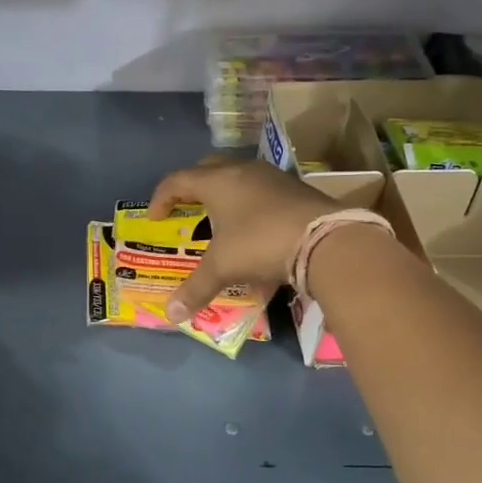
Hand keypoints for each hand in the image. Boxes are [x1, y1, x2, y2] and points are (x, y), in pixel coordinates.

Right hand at [146, 159, 338, 321]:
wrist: (326, 240)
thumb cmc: (260, 244)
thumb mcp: (223, 267)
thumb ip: (195, 288)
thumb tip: (171, 314)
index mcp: (218, 182)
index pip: (178, 180)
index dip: (162, 197)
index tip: (155, 218)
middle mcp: (243, 171)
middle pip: (208, 168)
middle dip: (193, 186)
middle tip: (187, 208)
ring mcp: (273, 177)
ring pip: (239, 177)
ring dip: (225, 194)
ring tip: (221, 219)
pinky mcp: (296, 189)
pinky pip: (262, 190)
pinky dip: (250, 203)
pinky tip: (255, 228)